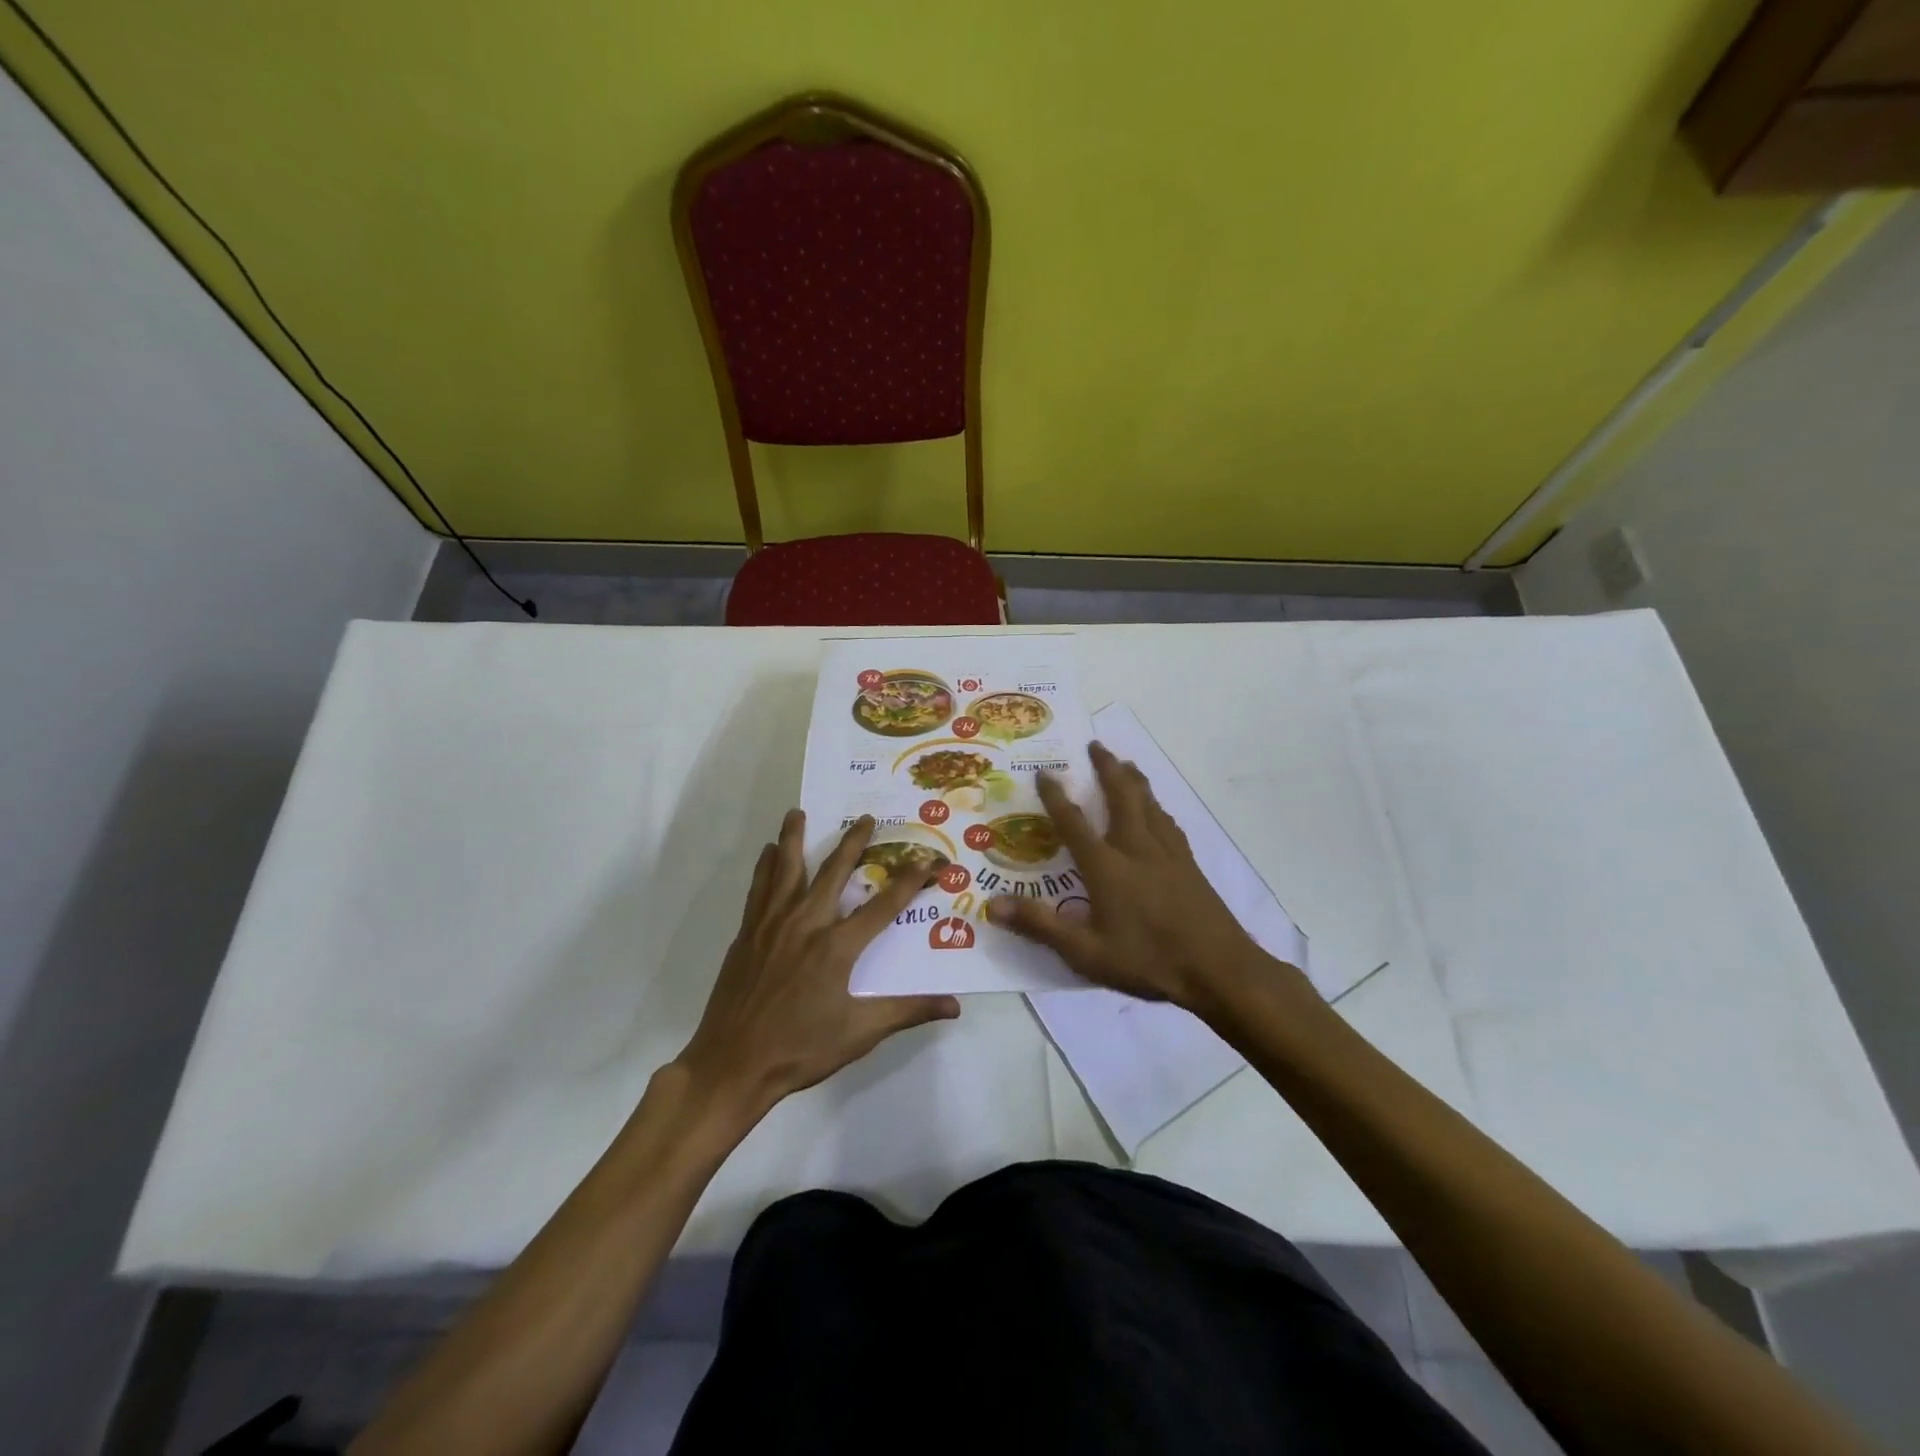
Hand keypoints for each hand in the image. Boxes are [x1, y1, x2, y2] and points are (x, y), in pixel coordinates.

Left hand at [674, 810, 960, 1122]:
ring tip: (798, 812)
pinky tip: (767, 852)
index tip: (931, 859)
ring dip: (795, 838)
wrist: (732, 1065)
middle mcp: (806, 923)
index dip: (911, 879)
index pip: (885, 904)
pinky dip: (765, 866)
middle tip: (867, 817)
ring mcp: (772, 925)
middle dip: (854, 841)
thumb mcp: (860, 1033)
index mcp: (837, 946)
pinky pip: (758, 888)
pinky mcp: (748, 933)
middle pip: (834, 871)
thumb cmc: (799, 1050)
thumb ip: (907, 1011)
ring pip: (787, 869)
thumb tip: (954, 1005)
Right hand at [987, 742, 1296, 1012]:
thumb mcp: (1086, 952)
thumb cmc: (1148, 960)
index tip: (1045, 772)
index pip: (1074, 823)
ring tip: (1126, 764)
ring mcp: (1168, 854)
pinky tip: (1160, 812)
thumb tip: (991, 905)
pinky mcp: (1189, 865)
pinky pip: (1169, 823)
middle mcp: (1137, 848)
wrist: (1219, 969)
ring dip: (1134, 780)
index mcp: (1107, 866)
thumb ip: (1040, 925)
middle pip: (1121, 796)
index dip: (1056, 796)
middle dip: (1107, 768)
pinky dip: (1158, 808)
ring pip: (1149, 804)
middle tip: (1095, 744)